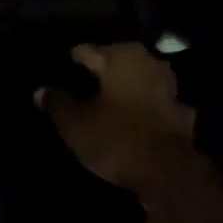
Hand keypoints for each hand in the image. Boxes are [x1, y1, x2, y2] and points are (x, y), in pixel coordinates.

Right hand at [34, 42, 196, 189]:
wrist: (168, 172)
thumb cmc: (115, 137)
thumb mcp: (75, 123)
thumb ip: (58, 103)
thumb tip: (40, 90)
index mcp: (120, 57)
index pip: (89, 50)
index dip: (74, 59)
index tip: (63, 65)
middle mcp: (148, 63)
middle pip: (118, 61)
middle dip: (102, 70)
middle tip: (83, 81)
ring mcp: (169, 87)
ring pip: (140, 80)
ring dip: (126, 88)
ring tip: (108, 99)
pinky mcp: (181, 113)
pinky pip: (155, 104)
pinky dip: (144, 109)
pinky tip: (134, 119)